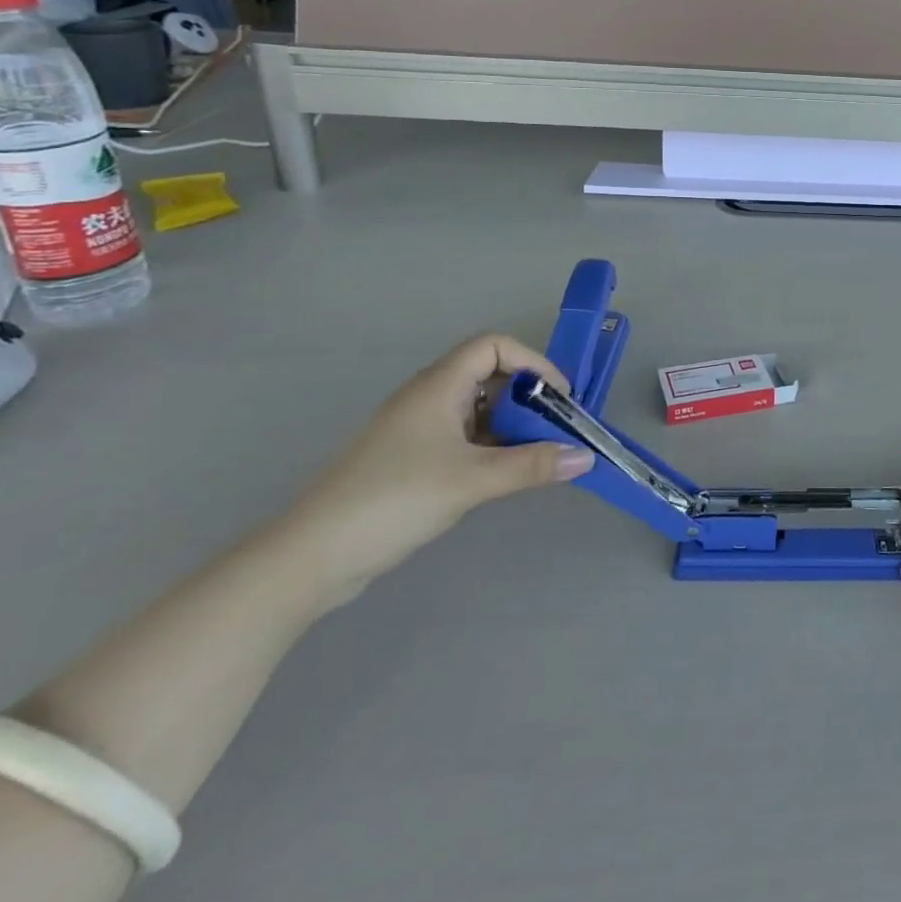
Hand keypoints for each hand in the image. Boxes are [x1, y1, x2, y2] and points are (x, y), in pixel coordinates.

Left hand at [287, 335, 593, 597]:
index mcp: (439, 385)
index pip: (494, 345)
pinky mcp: (412, 460)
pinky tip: (506, 475)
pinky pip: (464, 438)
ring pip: (478, 410)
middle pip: (490, 376)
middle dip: (528, 398)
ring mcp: (418, 430)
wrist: (314, 555)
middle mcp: (429, 397)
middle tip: (556, 429)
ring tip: (539, 455)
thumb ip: (532, 466)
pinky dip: (492, 447)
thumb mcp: (472, 480)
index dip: (532, 362)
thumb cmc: (395, 499)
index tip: (558, 397)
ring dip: (512, 426)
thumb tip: (587, 457)